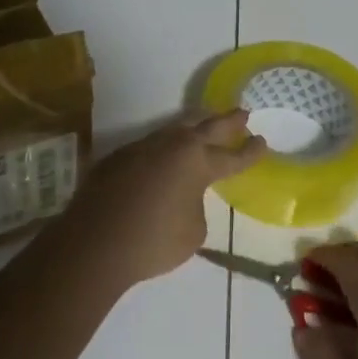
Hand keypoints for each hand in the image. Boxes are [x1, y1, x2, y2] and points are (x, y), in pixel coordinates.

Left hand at [58, 110, 266, 287]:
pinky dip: (164, 147)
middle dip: (227, 121)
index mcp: (197, 162)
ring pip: (174, 130)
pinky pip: (149, 146)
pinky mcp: (116, 158)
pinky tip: (164, 154)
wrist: (94, 244)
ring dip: (193, 126)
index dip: (250, 152)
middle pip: (206, 127)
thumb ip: (196, 205)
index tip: (263, 142)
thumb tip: (184, 195)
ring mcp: (140, 148)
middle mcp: (171, 146)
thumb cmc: (153, 242)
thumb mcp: (193, 231)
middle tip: (242, 114)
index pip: (232, 156)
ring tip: (203, 124)